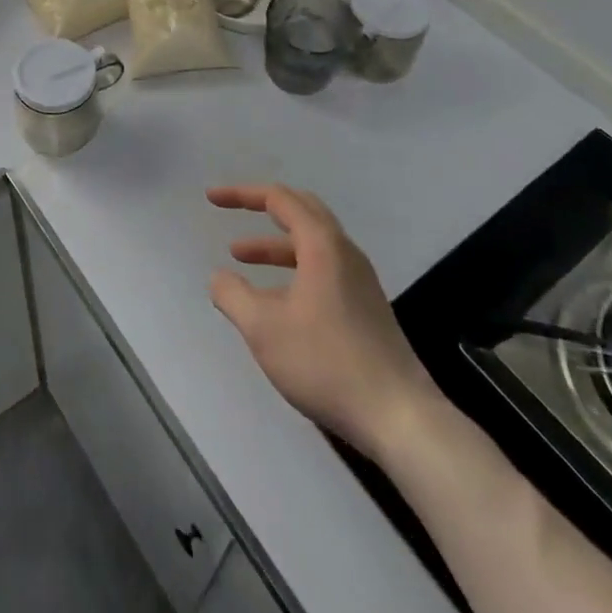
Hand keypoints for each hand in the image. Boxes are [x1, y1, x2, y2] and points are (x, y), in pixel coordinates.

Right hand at [207, 184, 442, 455]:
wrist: (399, 417)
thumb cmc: (326, 362)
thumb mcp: (264, 329)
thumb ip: (233, 296)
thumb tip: (218, 278)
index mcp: (322, 245)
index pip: (279, 199)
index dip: (241, 194)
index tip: (212, 198)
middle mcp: (344, 253)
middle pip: (302, 210)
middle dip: (263, 207)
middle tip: (233, 210)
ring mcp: (360, 281)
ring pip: (312, 244)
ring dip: (275, 244)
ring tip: (240, 257)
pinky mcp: (366, 308)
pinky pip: (322, 269)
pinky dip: (292, 268)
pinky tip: (276, 299)